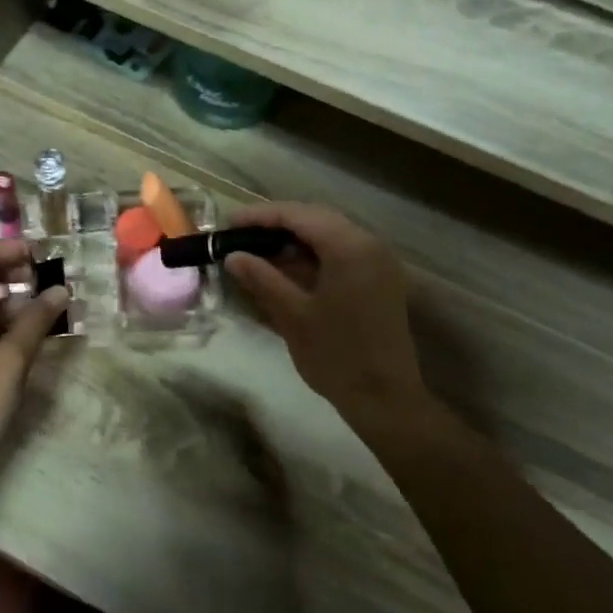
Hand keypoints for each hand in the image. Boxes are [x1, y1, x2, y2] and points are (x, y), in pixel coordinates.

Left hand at [0, 239, 68, 489]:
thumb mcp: (10, 362)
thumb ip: (35, 321)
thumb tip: (60, 290)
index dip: (14, 248)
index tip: (49, 256)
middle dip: (21, 274)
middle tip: (58, 285)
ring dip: (21, 302)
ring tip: (57, 311)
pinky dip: (13, 326)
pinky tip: (39, 337)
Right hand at [222, 203, 431, 427]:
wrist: (383, 396)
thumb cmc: (335, 355)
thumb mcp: (292, 315)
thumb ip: (262, 279)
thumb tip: (233, 257)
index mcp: (349, 247)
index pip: (299, 215)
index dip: (261, 216)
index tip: (229, 223)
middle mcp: (369, 244)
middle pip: (317, 219)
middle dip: (277, 225)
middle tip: (241, 236)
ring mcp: (378, 262)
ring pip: (330, 235)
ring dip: (295, 240)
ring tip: (258, 253)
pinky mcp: (379, 280)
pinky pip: (342, 254)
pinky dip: (313, 256)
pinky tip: (287, 270)